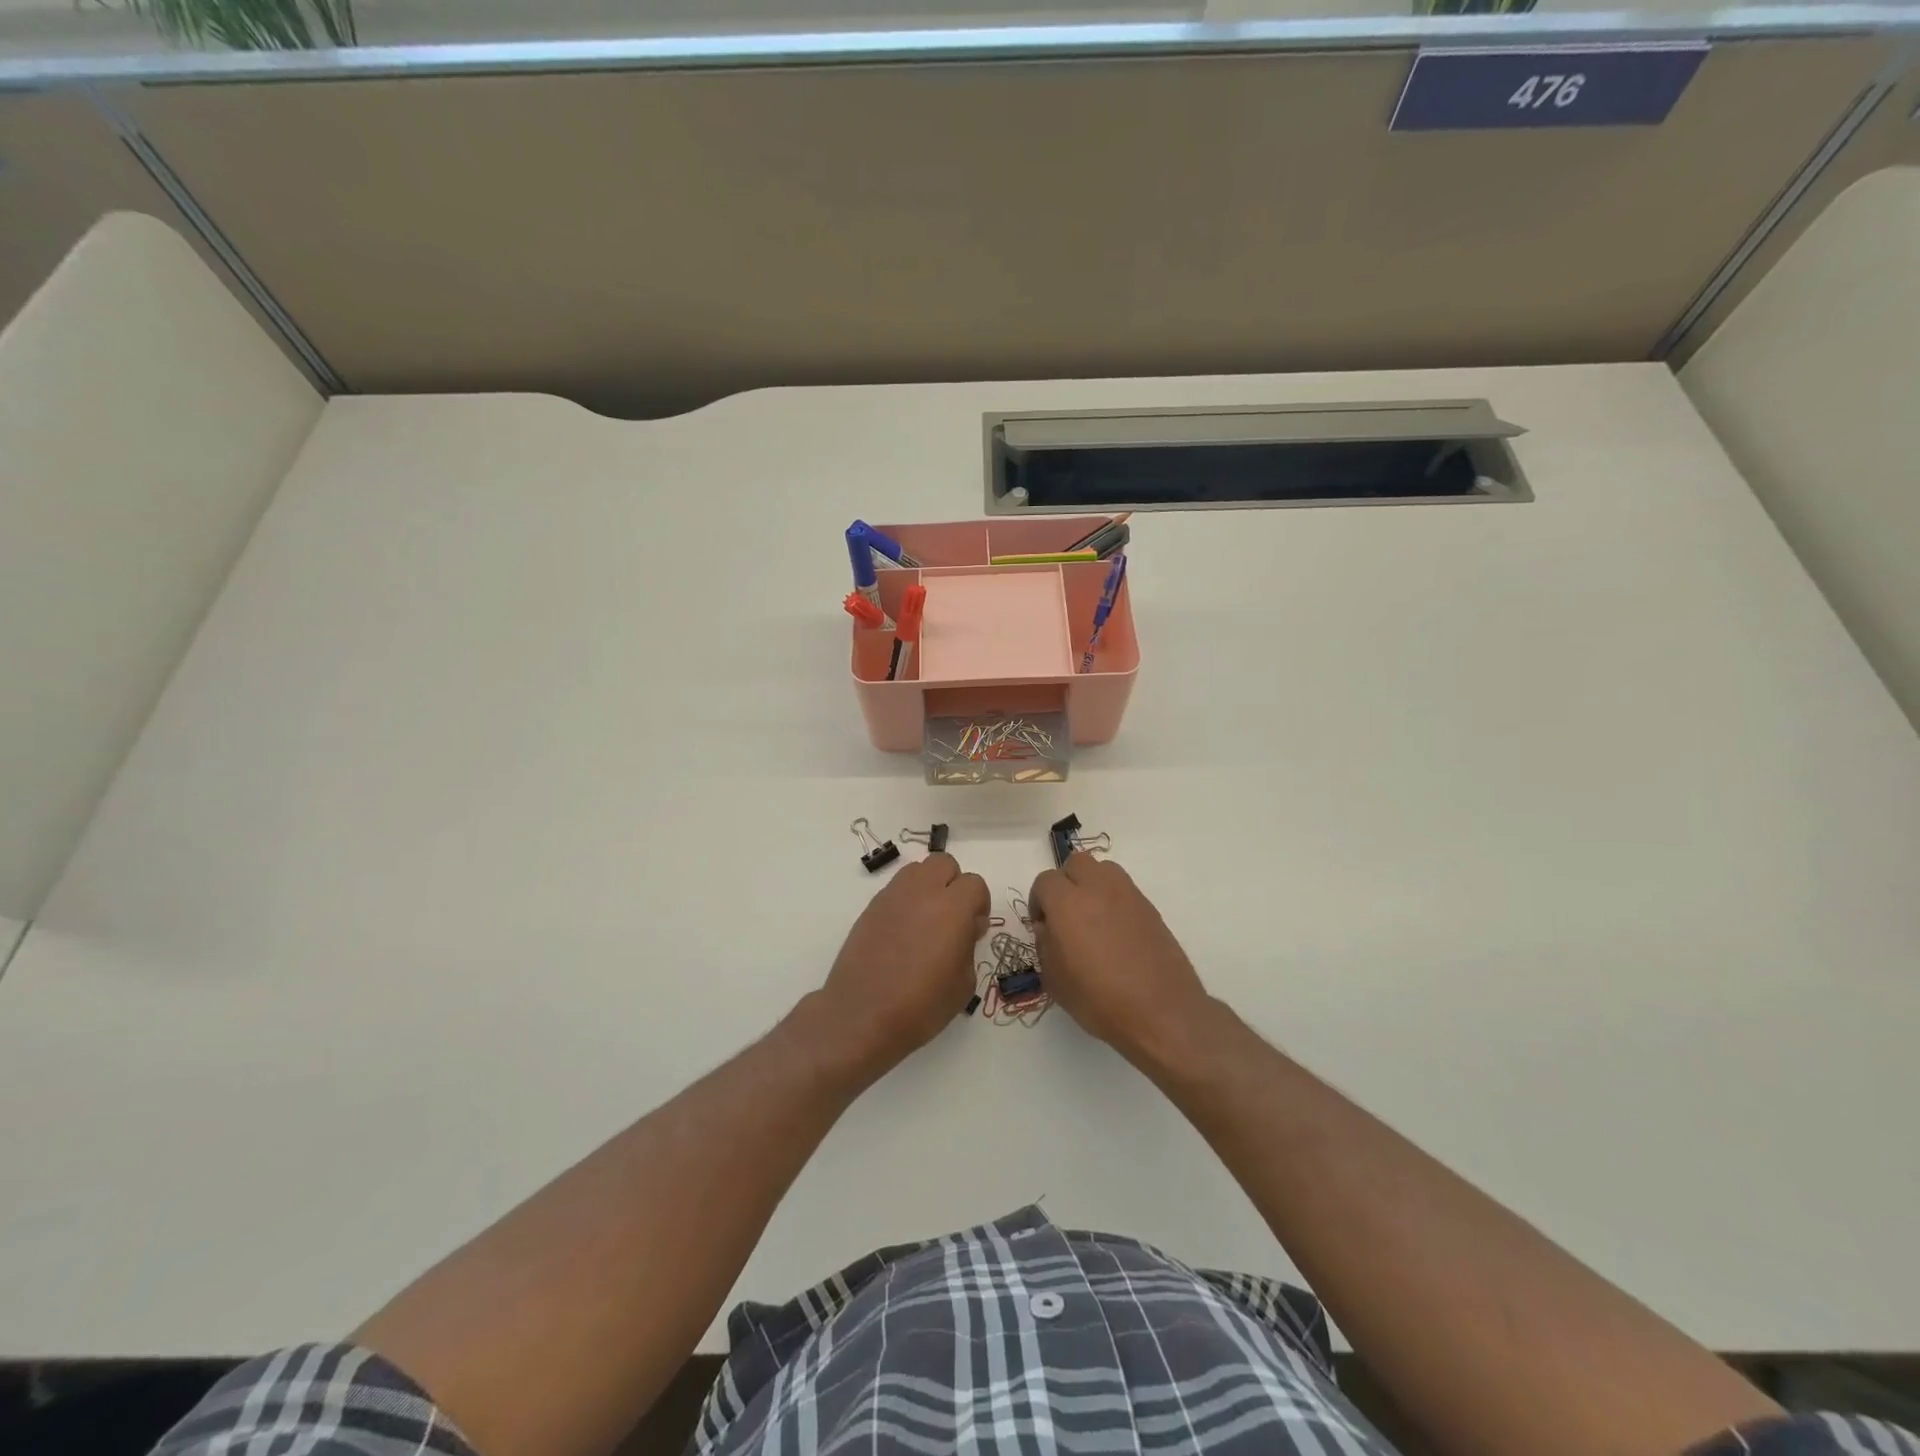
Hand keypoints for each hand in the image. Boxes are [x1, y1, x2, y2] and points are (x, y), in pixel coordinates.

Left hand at [816, 852, 988, 1080]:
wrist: (862, 1015)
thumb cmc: (921, 1006)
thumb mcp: (964, 983)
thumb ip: (969, 945)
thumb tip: (966, 928)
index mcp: (952, 908)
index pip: (975, 884)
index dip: (979, 904)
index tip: (974, 929)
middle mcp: (922, 892)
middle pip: (944, 863)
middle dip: (954, 884)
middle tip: (952, 917)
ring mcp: (892, 897)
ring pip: (917, 870)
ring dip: (928, 886)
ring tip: (926, 921)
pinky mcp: (871, 908)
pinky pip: (896, 889)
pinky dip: (906, 900)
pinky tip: (903, 932)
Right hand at [1028, 853, 1209, 1063]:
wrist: (1160, 1011)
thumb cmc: (1099, 999)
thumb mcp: (1054, 980)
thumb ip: (1045, 944)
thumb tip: (1049, 928)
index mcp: (1067, 902)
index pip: (1045, 881)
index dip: (1038, 901)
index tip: (1043, 925)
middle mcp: (1098, 888)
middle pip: (1076, 864)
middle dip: (1065, 883)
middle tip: (1065, 914)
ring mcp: (1128, 895)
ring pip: (1103, 870)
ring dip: (1092, 884)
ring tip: (1092, 917)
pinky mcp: (1150, 907)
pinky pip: (1124, 890)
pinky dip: (1114, 900)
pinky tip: (1116, 932)